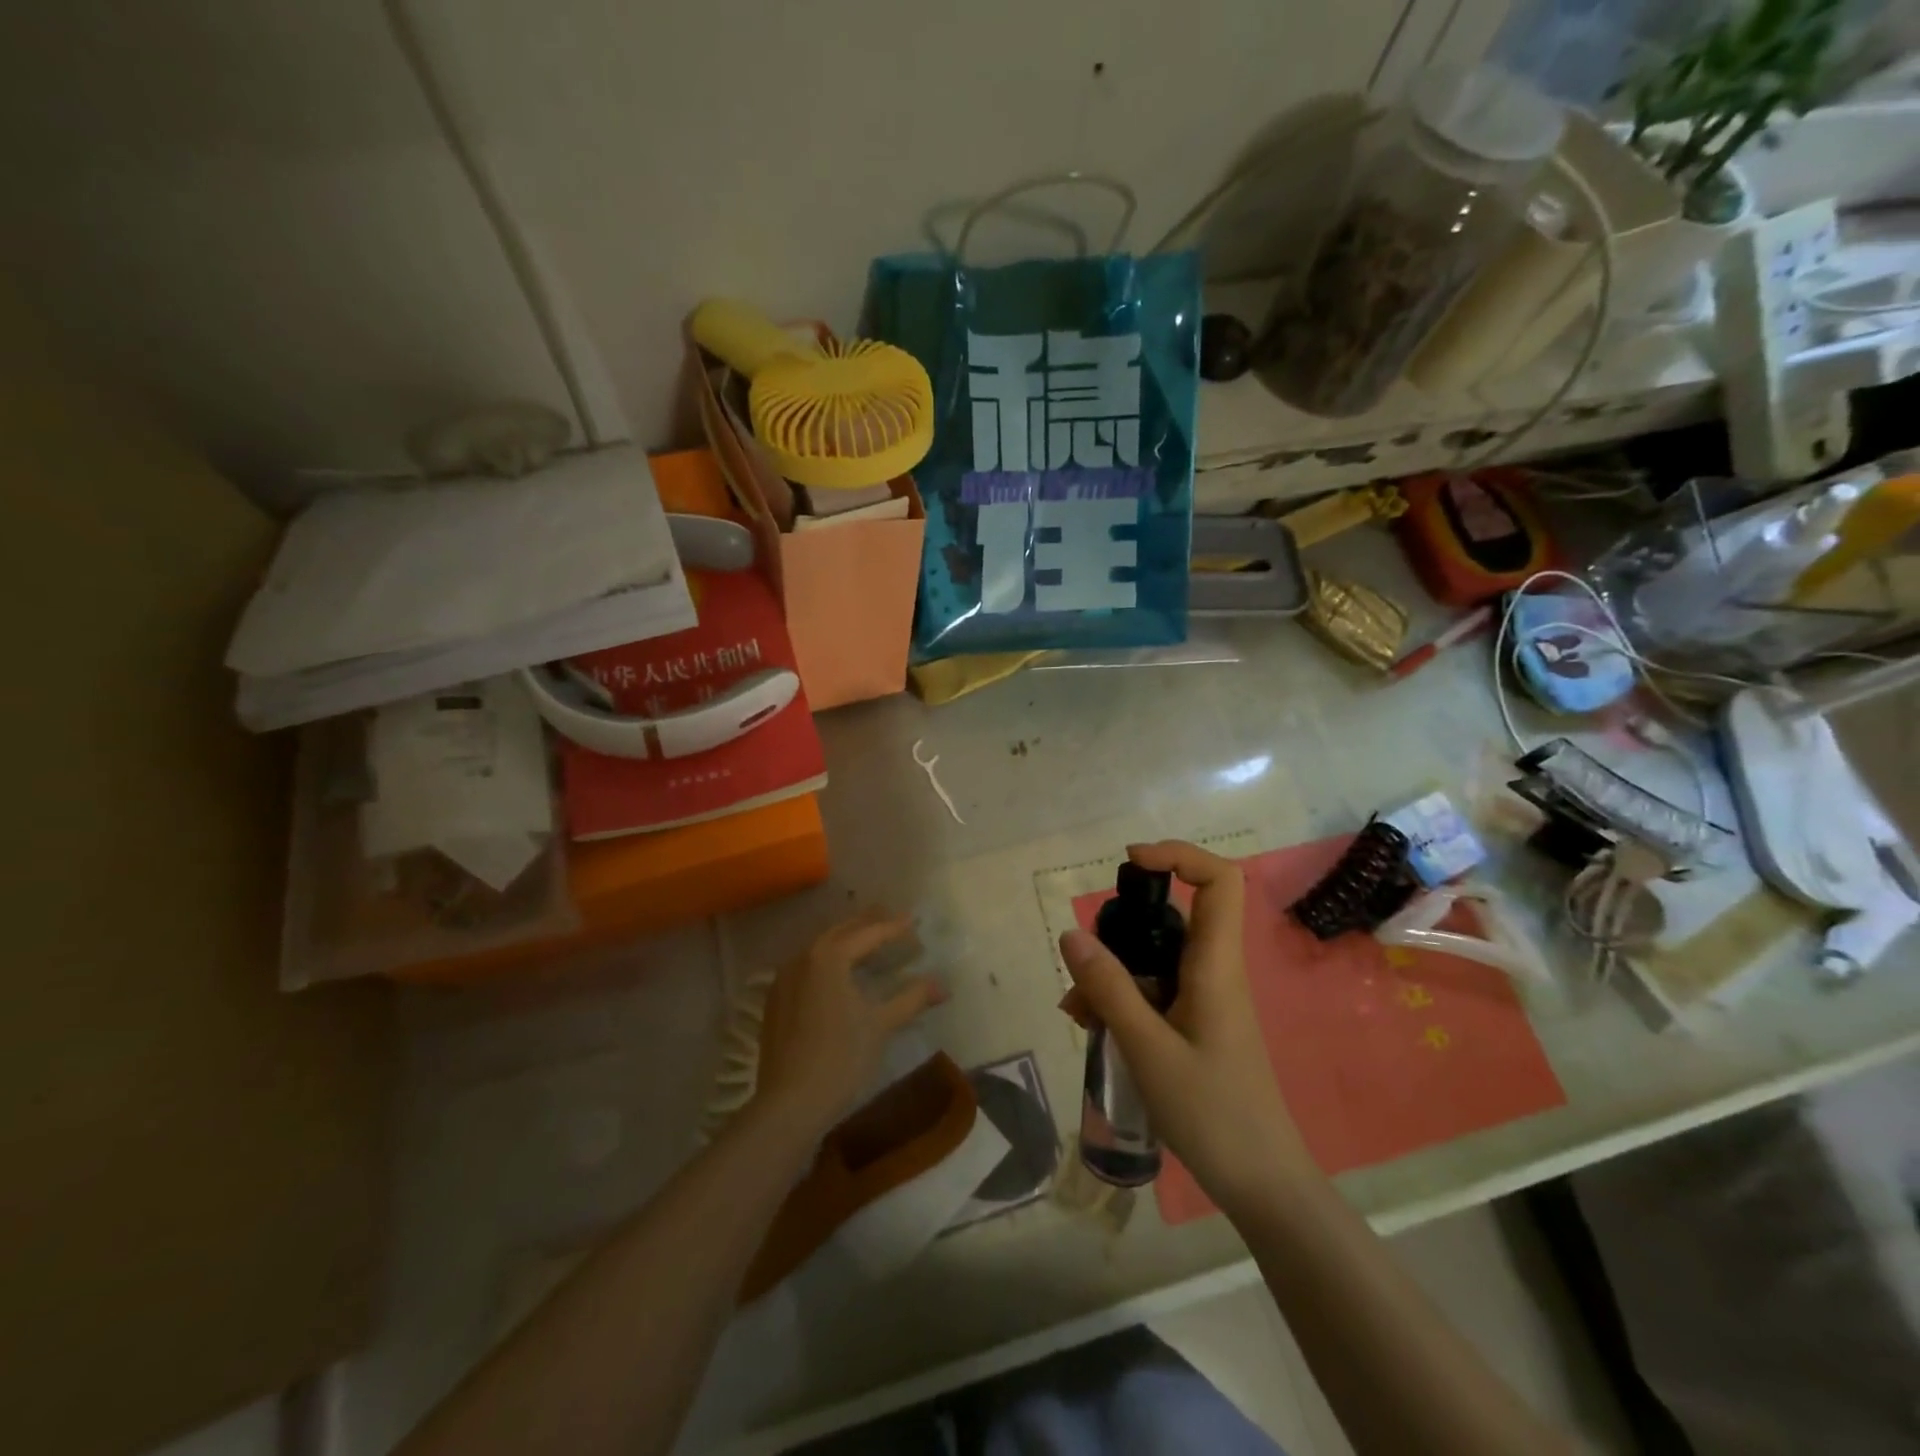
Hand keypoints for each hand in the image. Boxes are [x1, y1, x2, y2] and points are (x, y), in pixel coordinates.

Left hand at [753, 911, 944, 1135]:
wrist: (790, 1103)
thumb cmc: (841, 1057)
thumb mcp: (881, 1024)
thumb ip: (912, 998)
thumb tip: (942, 985)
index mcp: (829, 956)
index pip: (869, 934)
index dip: (894, 927)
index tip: (914, 921)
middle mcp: (803, 958)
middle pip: (841, 932)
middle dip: (867, 924)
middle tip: (890, 918)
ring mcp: (784, 978)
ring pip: (820, 948)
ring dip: (846, 940)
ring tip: (867, 939)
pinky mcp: (776, 1000)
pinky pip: (807, 967)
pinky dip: (827, 961)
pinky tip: (838, 972)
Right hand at [1059, 841, 1312, 1214]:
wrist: (1263, 1186)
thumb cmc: (1213, 1114)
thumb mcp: (1148, 1049)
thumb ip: (1109, 989)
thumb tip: (1072, 933)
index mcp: (1216, 966)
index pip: (1219, 881)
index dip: (1179, 855)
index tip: (1131, 862)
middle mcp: (1213, 971)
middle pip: (1173, 917)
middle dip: (1122, 928)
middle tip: (1085, 961)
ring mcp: (1206, 999)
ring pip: (1155, 959)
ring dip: (1112, 973)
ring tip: (1077, 1012)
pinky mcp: (1196, 1024)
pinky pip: (1154, 992)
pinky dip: (1121, 1000)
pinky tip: (1092, 1028)